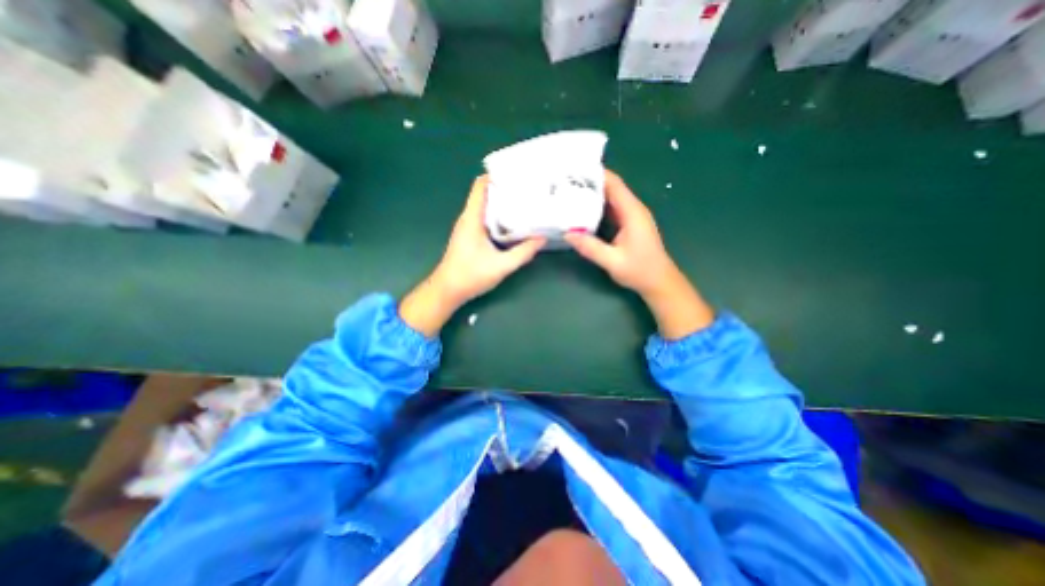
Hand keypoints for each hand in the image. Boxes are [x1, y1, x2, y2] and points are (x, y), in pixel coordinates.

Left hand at [400, 177, 547, 336]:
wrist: (447, 291)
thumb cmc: (470, 276)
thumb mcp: (501, 266)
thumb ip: (523, 252)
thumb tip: (542, 238)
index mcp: (472, 218)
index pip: (480, 186)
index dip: (497, 175)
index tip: (517, 174)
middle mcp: (468, 218)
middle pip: (486, 194)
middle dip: (505, 189)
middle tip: (528, 189)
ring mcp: (468, 227)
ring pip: (486, 207)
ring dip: (503, 203)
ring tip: (525, 202)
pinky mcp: (469, 236)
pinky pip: (485, 219)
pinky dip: (499, 216)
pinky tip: (513, 223)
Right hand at [565, 170, 720, 337]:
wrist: (659, 282)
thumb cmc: (640, 271)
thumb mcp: (612, 261)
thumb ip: (591, 248)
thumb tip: (568, 234)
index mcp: (632, 212)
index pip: (614, 185)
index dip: (597, 174)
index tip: (575, 169)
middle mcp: (633, 210)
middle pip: (612, 188)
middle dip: (591, 182)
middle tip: (566, 181)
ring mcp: (632, 217)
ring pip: (611, 198)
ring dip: (593, 194)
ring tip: (570, 191)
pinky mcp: (629, 225)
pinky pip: (612, 209)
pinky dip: (598, 206)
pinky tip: (583, 209)